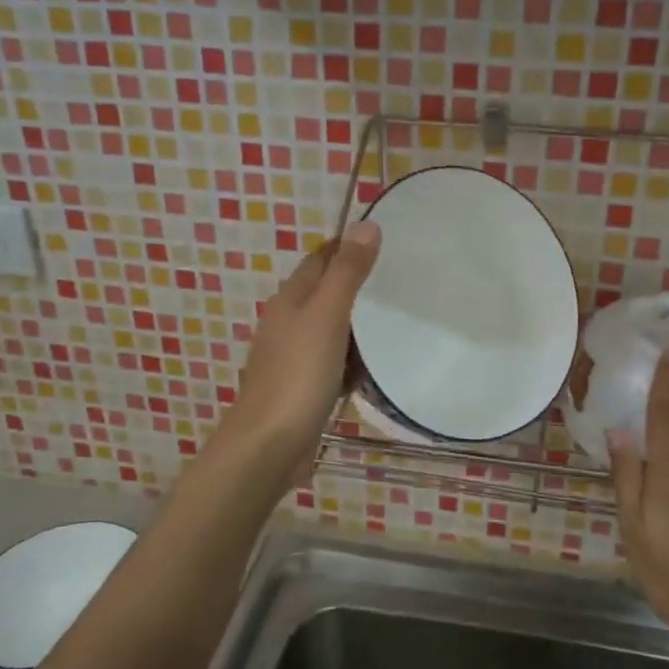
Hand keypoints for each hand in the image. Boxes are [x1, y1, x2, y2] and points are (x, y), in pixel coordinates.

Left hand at [222, 220, 380, 471]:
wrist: (269, 444)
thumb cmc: (298, 374)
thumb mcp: (327, 315)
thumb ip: (347, 272)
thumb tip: (366, 225)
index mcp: (290, 300)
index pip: (319, 260)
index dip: (346, 247)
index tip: (383, 241)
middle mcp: (287, 323)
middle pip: (324, 294)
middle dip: (356, 286)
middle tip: (399, 282)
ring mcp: (293, 358)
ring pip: (330, 330)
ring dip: (356, 326)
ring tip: (396, 322)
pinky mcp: (302, 388)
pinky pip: (332, 363)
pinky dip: (351, 360)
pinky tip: (372, 368)